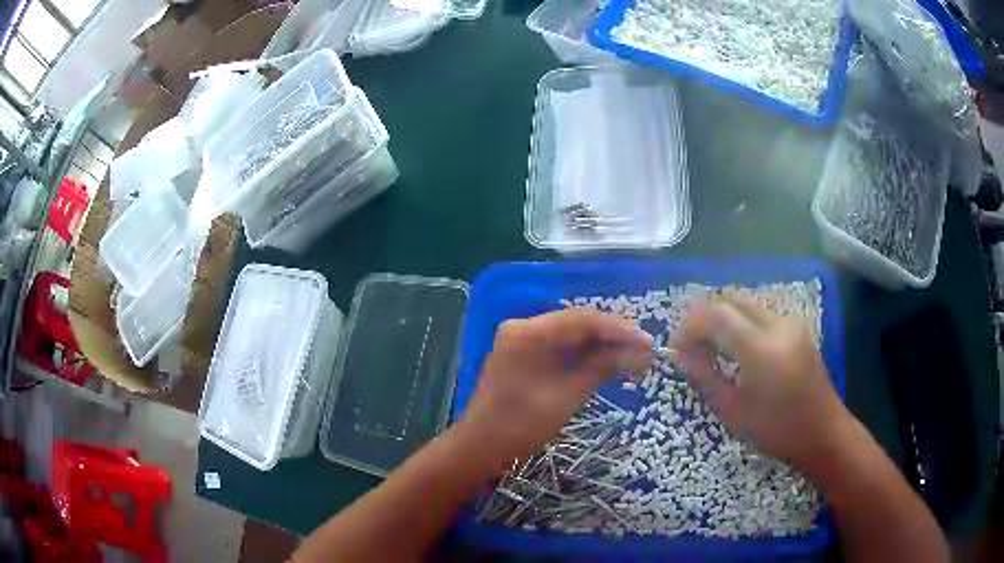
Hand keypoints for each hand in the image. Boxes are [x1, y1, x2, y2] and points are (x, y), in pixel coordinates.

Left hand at [458, 308, 652, 473]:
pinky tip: (606, 360)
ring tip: (633, 355)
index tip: (648, 342)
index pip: (583, 319)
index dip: (619, 329)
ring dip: (600, 343)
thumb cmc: (521, 426)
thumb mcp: (567, 396)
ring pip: (570, 333)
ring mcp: (521, 338)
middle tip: (644, 349)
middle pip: (577, 322)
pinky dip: (582, 353)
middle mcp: (524, 326)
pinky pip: (558, 345)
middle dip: (612, 335)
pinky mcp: (522, 352)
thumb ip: (601, 367)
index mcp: (529, 332)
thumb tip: (637, 352)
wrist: (480, 446)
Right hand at [671, 295, 849, 470]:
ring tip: (709, 349)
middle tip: (689, 345)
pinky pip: (759, 314)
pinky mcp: (796, 327)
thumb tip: (681, 355)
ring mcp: (790, 323)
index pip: (716, 315)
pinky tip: (735, 349)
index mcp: (762, 350)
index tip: (675, 348)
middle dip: (703, 317)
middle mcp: (777, 325)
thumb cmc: (777, 432)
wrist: (824, 432)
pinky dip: (739, 323)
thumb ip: (706, 377)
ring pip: (745, 304)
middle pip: (730, 300)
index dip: (689, 326)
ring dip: (721, 319)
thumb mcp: (735, 412)